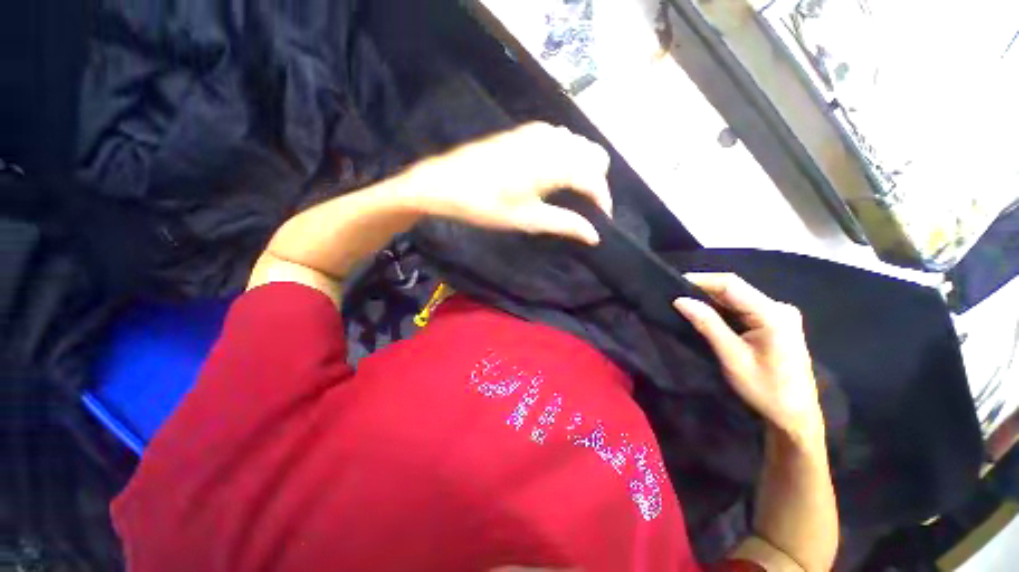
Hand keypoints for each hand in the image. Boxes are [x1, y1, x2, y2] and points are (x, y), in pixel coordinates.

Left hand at [412, 122, 611, 244]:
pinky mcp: (524, 131)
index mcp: (553, 164)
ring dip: (582, 167)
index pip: (594, 179)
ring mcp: (537, 131)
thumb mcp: (527, 219)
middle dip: (596, 181)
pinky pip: (560, 139)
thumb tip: (594, 236)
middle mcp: (552, 141)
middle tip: (583, 206)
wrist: (445, 182)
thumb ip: (565, 224)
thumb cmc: (485, 205)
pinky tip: (552, 174)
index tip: (601, 221)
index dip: (603, 201)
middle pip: (594, 155)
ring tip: (569, 193)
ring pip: (579, 144)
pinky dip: (566, 156)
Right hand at [673, 273, 822, 437]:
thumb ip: (708, 325)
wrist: (795, 416)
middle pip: (735, 289)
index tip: (673, 283)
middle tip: (676, 296)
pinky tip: (707, 315)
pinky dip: (722, 309)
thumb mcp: (732, 357)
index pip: (731, 285)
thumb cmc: (765, 389)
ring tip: (686, 304)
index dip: (701, 280)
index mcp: (773, 314)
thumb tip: (681, 300)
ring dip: (711, 300)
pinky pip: (743, 308)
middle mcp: (779, 307)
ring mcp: (779, 314)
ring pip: (738, 298)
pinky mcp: (776, 322)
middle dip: (704, 290)